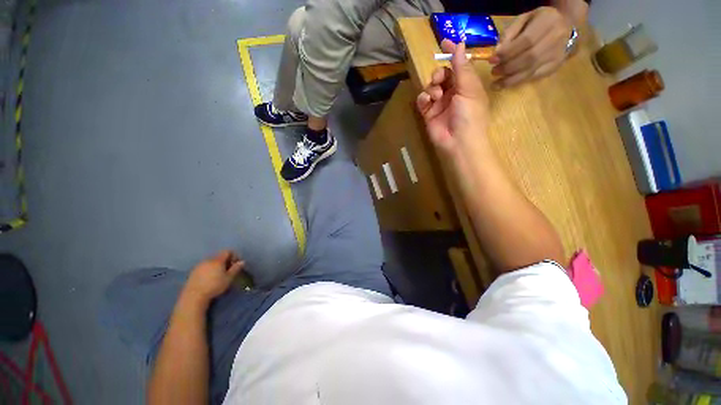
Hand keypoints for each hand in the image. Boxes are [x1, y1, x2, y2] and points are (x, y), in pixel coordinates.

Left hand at [184, 250, 243, 303]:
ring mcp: (199, 265)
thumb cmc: (214, 286)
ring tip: (219, 275)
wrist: (194, 296)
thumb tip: (242, 261)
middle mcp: (208, 260)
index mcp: (218, 260)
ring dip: (217, 265)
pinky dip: (209, 269)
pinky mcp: (193, 272)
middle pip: (219, 256)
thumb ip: (236, 269)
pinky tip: (209, 278)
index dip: (234, 255)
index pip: (227, 251)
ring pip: (211, 261)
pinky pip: (204, 267)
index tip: (236, 264)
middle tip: (228, 270)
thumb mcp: (229, 278)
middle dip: (225, 261)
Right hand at [416, 40, 489, 155]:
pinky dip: (423, 98)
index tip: (444, 41)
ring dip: (431, 87)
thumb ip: (462, 67)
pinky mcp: (429, 114)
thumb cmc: (470, 114)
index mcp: (467, 85)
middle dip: (438, 74)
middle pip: (442, 75)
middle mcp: (453, 93)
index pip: (458, 65)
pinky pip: (422, 100)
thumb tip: (459, 44)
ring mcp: (440, 104)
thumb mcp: (469, 89)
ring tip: (436, 96)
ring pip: (431, 87)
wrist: (458, 142)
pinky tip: (427, 101)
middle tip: (438, 79)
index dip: (452, 53)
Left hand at [489, 7, 572, 87]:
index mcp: (548, 22)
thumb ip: (510, 33)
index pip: (526, 41)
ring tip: (496, 83)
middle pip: (528, 58)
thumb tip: (496, 52)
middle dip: (507, 67)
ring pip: (531, 71)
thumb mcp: (524, 19)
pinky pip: (534, 77)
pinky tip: (506, 84)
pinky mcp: (555, 66)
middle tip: (494, 72)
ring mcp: (557, 54)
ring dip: (510, 79)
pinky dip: (518, 82)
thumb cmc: (538, 22)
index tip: (492, 61)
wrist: (565, 27)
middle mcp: (556, 38)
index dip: (507, 53)